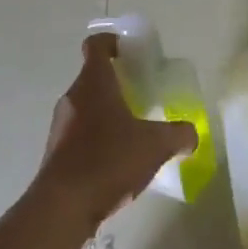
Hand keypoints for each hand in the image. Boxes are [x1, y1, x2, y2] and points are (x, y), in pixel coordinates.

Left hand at [35, 34, 196, 230]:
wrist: (62, 207)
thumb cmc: (108, 160)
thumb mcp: (155, 145)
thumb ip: (179, 135)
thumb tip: (192, 134)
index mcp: (93, 82)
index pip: (96, 45)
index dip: (112, 41)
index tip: (130, 52)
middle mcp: (72, 97)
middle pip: (93, 77)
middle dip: (117, 84)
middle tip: (142, 97)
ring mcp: (60, 125)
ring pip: (86, 107)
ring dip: (107, 113)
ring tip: (133, 134)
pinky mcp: (56, 152)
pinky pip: (79, 134)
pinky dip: (97, 139)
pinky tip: (116, 163)